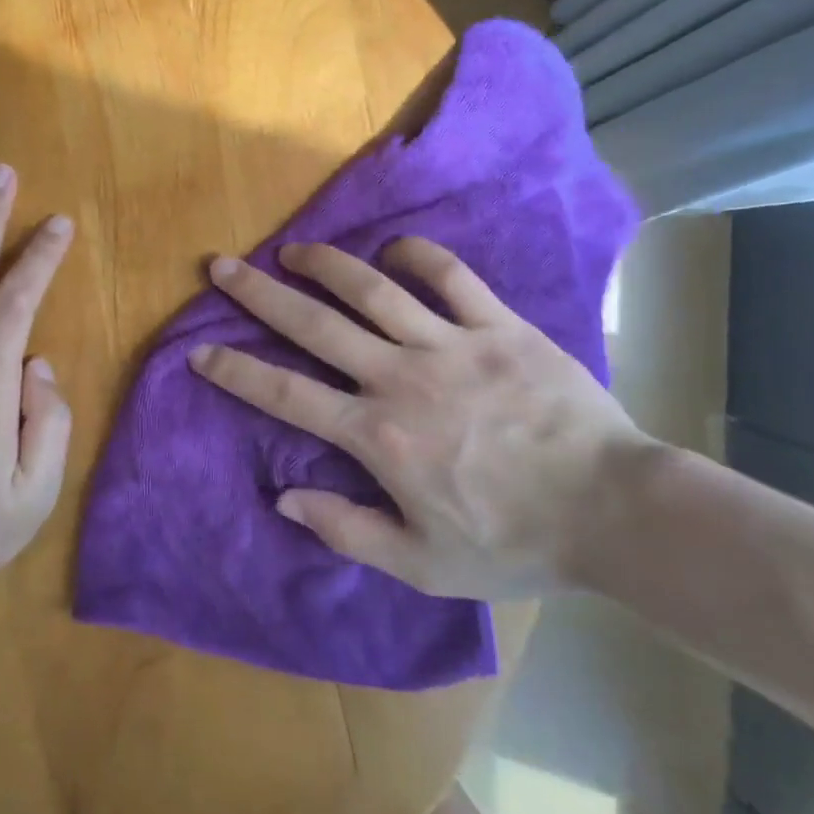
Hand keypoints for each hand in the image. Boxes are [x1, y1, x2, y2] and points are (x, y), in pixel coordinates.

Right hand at [189, 240, 656, 599]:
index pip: (287, 395)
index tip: (200, 351)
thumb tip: (285, 498)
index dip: (237, 371)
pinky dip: (418, 256)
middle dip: (260, 294)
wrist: (613, 511)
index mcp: (378, 435)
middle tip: (223, 266)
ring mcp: (451, 345)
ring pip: (373, 290)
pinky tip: (394, 249)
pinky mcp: (499, 326)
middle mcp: (401, 377)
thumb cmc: (514, 543)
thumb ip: (348, 530)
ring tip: (294, 249)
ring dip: (327, 265)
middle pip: (316, 325)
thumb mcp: (423, 563)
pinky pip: (451, 278)